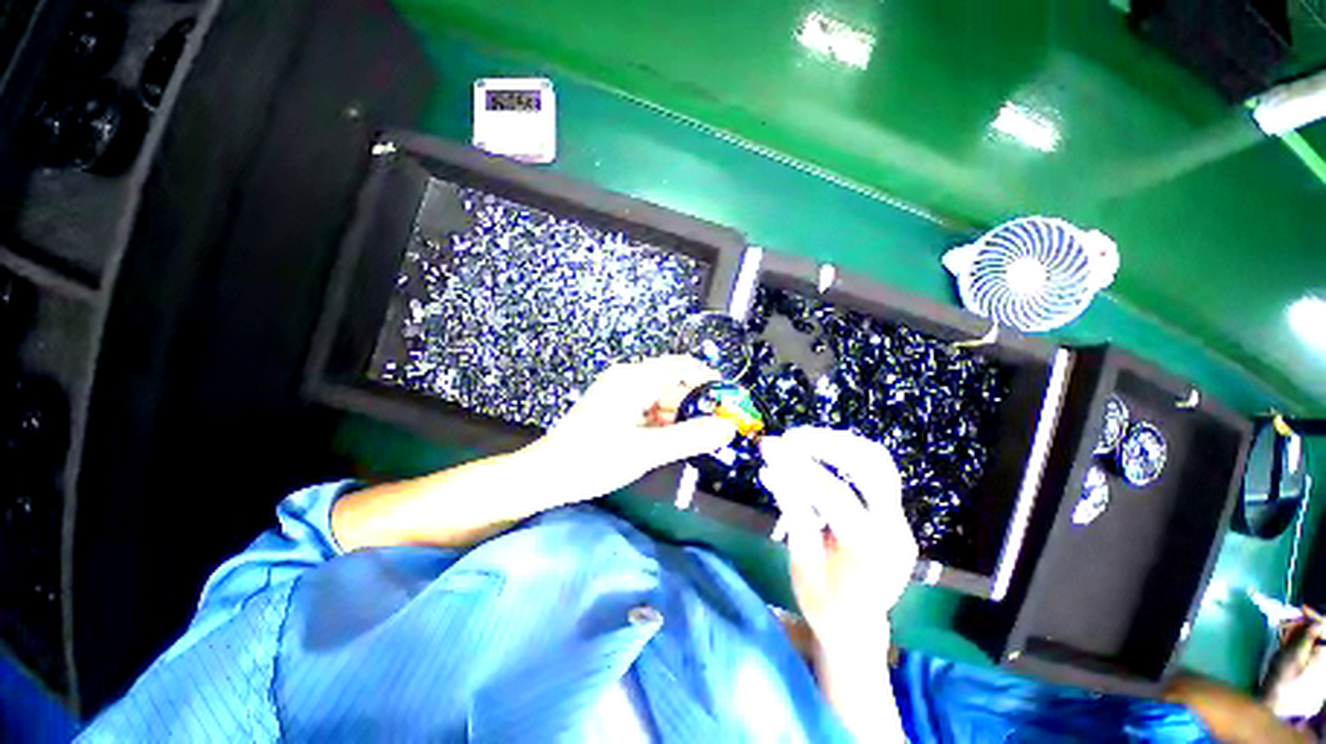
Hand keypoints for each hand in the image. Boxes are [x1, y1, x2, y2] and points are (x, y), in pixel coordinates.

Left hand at [332, 355, 735, 551]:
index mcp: (634, 378)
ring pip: (662, 399)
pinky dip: (664, 423)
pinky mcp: (616, 408)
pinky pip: (649, 409)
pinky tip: (672, 442)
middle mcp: (628, 378)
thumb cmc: (592, 460)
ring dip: (681, 417)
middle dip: (697, 404)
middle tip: (719, 429)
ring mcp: (620, 393)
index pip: (682, 366)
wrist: (546, 476)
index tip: (730, 401)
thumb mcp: (647, 451)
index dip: (710, 380)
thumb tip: (729, 428)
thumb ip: (691, 438)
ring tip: (699, 440)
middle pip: (673, 383)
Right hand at [759, 428, 917, 651]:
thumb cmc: (824, 604)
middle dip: (827, 444)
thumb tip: (769, 469)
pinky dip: (848, 452)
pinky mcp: (895, 513)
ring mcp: (900, 520)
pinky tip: (821, 448)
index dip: (798, 467)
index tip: (768, 448)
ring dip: (840, 441)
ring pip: (880, 461)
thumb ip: (793, 513)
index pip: (835, 495)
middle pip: (871, 467)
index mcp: (870, 552)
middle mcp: (895, 531)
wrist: (859, 629)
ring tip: (803, 437)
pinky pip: (877, 470)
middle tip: (790, 437)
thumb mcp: (801, 564)